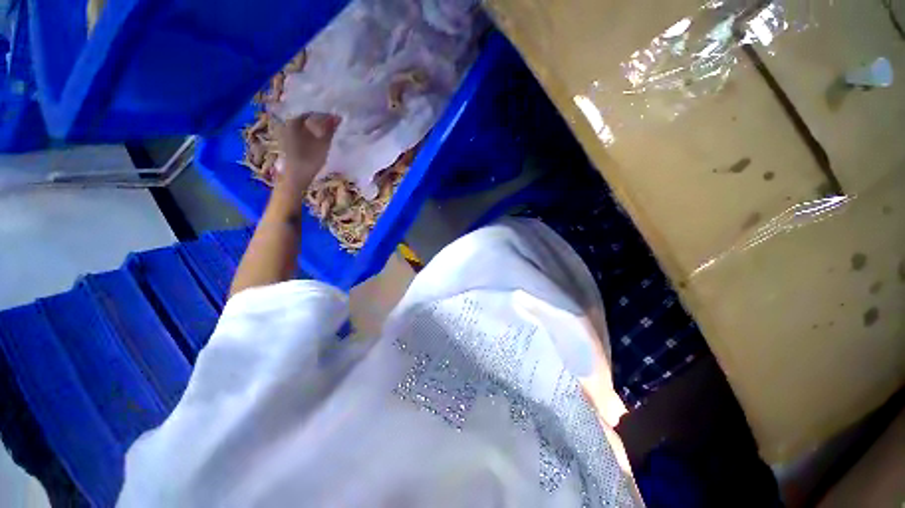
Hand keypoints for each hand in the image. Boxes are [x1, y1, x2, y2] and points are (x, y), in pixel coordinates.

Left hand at [274, 113, 341, 201]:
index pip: (312, 113)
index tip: (337, 121)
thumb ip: (329, 130)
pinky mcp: (291, 146)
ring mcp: (288, 136)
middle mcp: (289, 126)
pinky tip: (321, 142)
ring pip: (306, 128)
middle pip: (307, 120)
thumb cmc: (309, 159)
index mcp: (294, 122)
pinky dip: (313, 136)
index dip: (325, 116)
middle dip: (321, 122)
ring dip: (317, 130)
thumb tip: (337, 117)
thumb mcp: (322, 143)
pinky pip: (303, 135)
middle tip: (335, 127)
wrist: (296, 178)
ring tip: (330, 135)